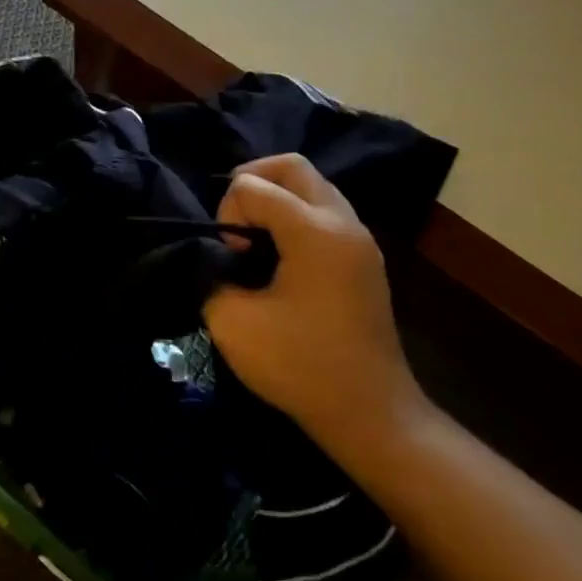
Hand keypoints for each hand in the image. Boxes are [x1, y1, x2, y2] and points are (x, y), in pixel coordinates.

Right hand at [204, 155, 428, 472]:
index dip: (228, 212)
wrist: (369, 413)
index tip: (230, 260)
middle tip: (232, 222)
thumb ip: (211, 275)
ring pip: (312, 187)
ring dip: (276, 198)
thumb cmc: (300, 367)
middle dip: (252, 181)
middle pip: (292, 167)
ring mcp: (359, 240)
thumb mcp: (233, 323)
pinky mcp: (363, 259)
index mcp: (315, 232)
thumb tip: (215, 259)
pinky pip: (324, 212)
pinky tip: (277, 255)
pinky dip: (295, 217)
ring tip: (252, 239)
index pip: (255, 186)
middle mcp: (343, 223)